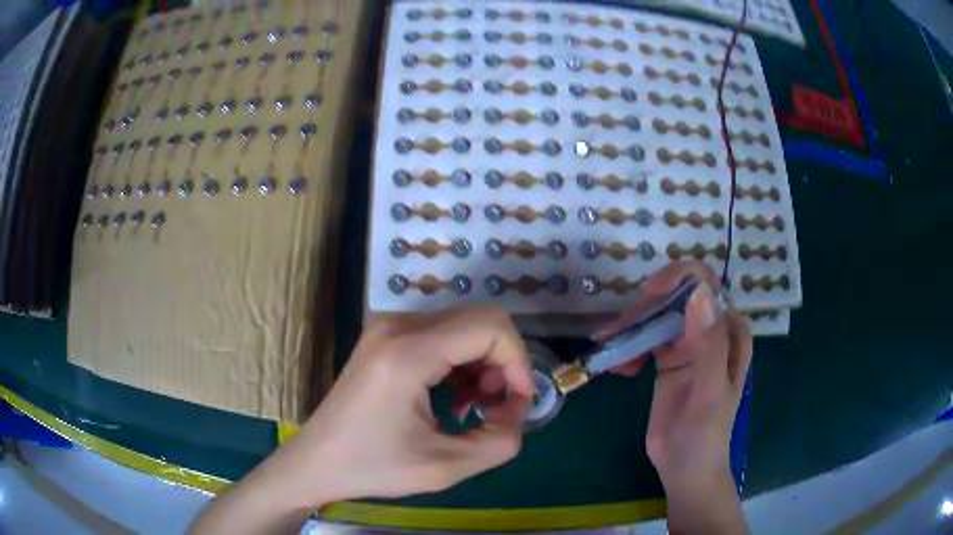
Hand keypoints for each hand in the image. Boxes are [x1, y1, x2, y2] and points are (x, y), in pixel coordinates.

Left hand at [293, 306, 534, 502]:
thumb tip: (519, 410)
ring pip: (463, 326)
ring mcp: (388, 327)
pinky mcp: (385, 337)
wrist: (317, 461)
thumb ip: (499, 441)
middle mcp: (398, 326)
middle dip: (502, 363)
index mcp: (408, 352)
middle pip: (480, 320)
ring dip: (482, 364)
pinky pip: (441, 335)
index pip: (490, 326)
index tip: (519, 403)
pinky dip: (461, 363)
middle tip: (495, 407)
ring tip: (474, 408)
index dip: (518, 361)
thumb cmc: (373, 467)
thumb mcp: (444, 468)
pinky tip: (454, 399)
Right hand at [599, 262, 751, 532]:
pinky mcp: (667, 359)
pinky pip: (644, 339)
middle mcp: (709, 330)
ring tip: (612, 358)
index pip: (706, 286)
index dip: (678, 279)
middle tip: (617, 335)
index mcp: (729, 331)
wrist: (684, 469)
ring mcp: (687, 344)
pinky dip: (627, 347)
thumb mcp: (710, 392)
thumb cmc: (705, 435)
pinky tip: (618, 368)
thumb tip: (698, 293)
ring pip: (656, 316)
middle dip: (644, 310)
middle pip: (675, 297)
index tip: (648, 295)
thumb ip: (709, 346)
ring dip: (630, 330)